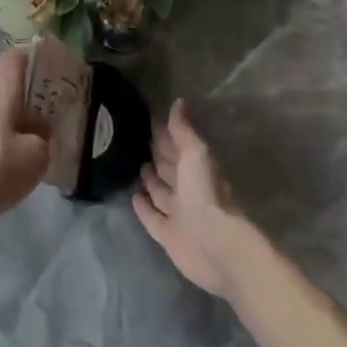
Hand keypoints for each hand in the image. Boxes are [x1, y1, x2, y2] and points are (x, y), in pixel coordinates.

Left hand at [0, 50, 49, 234]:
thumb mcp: (35, 157)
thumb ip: (44, 137)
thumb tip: (40, 130)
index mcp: (0, 94)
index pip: (14, 58)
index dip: (34, 58)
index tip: (54, 71)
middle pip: (10, 90)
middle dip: (34, 103)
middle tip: (57, 121)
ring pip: (1, 116)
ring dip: (20, 128)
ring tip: (40, 153)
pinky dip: (5, 147)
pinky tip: (14, 172)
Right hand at [133, 101, 250, 297]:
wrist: (214, 246)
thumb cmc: (205, 194)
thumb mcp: (195, 154)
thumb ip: (184, 131)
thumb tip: (179, 101)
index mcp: (197, 168)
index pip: (178, 146)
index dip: (166, 135)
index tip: (149, 121)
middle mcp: (188, 188)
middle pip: (170, 168)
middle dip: (158, 155)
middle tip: (136, 140)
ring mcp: (178, 212)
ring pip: (160, 191)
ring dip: (150, 180)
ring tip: (135, 164)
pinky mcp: (167, 234)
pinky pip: (152, 216)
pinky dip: (143, 207)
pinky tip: (133, 196)